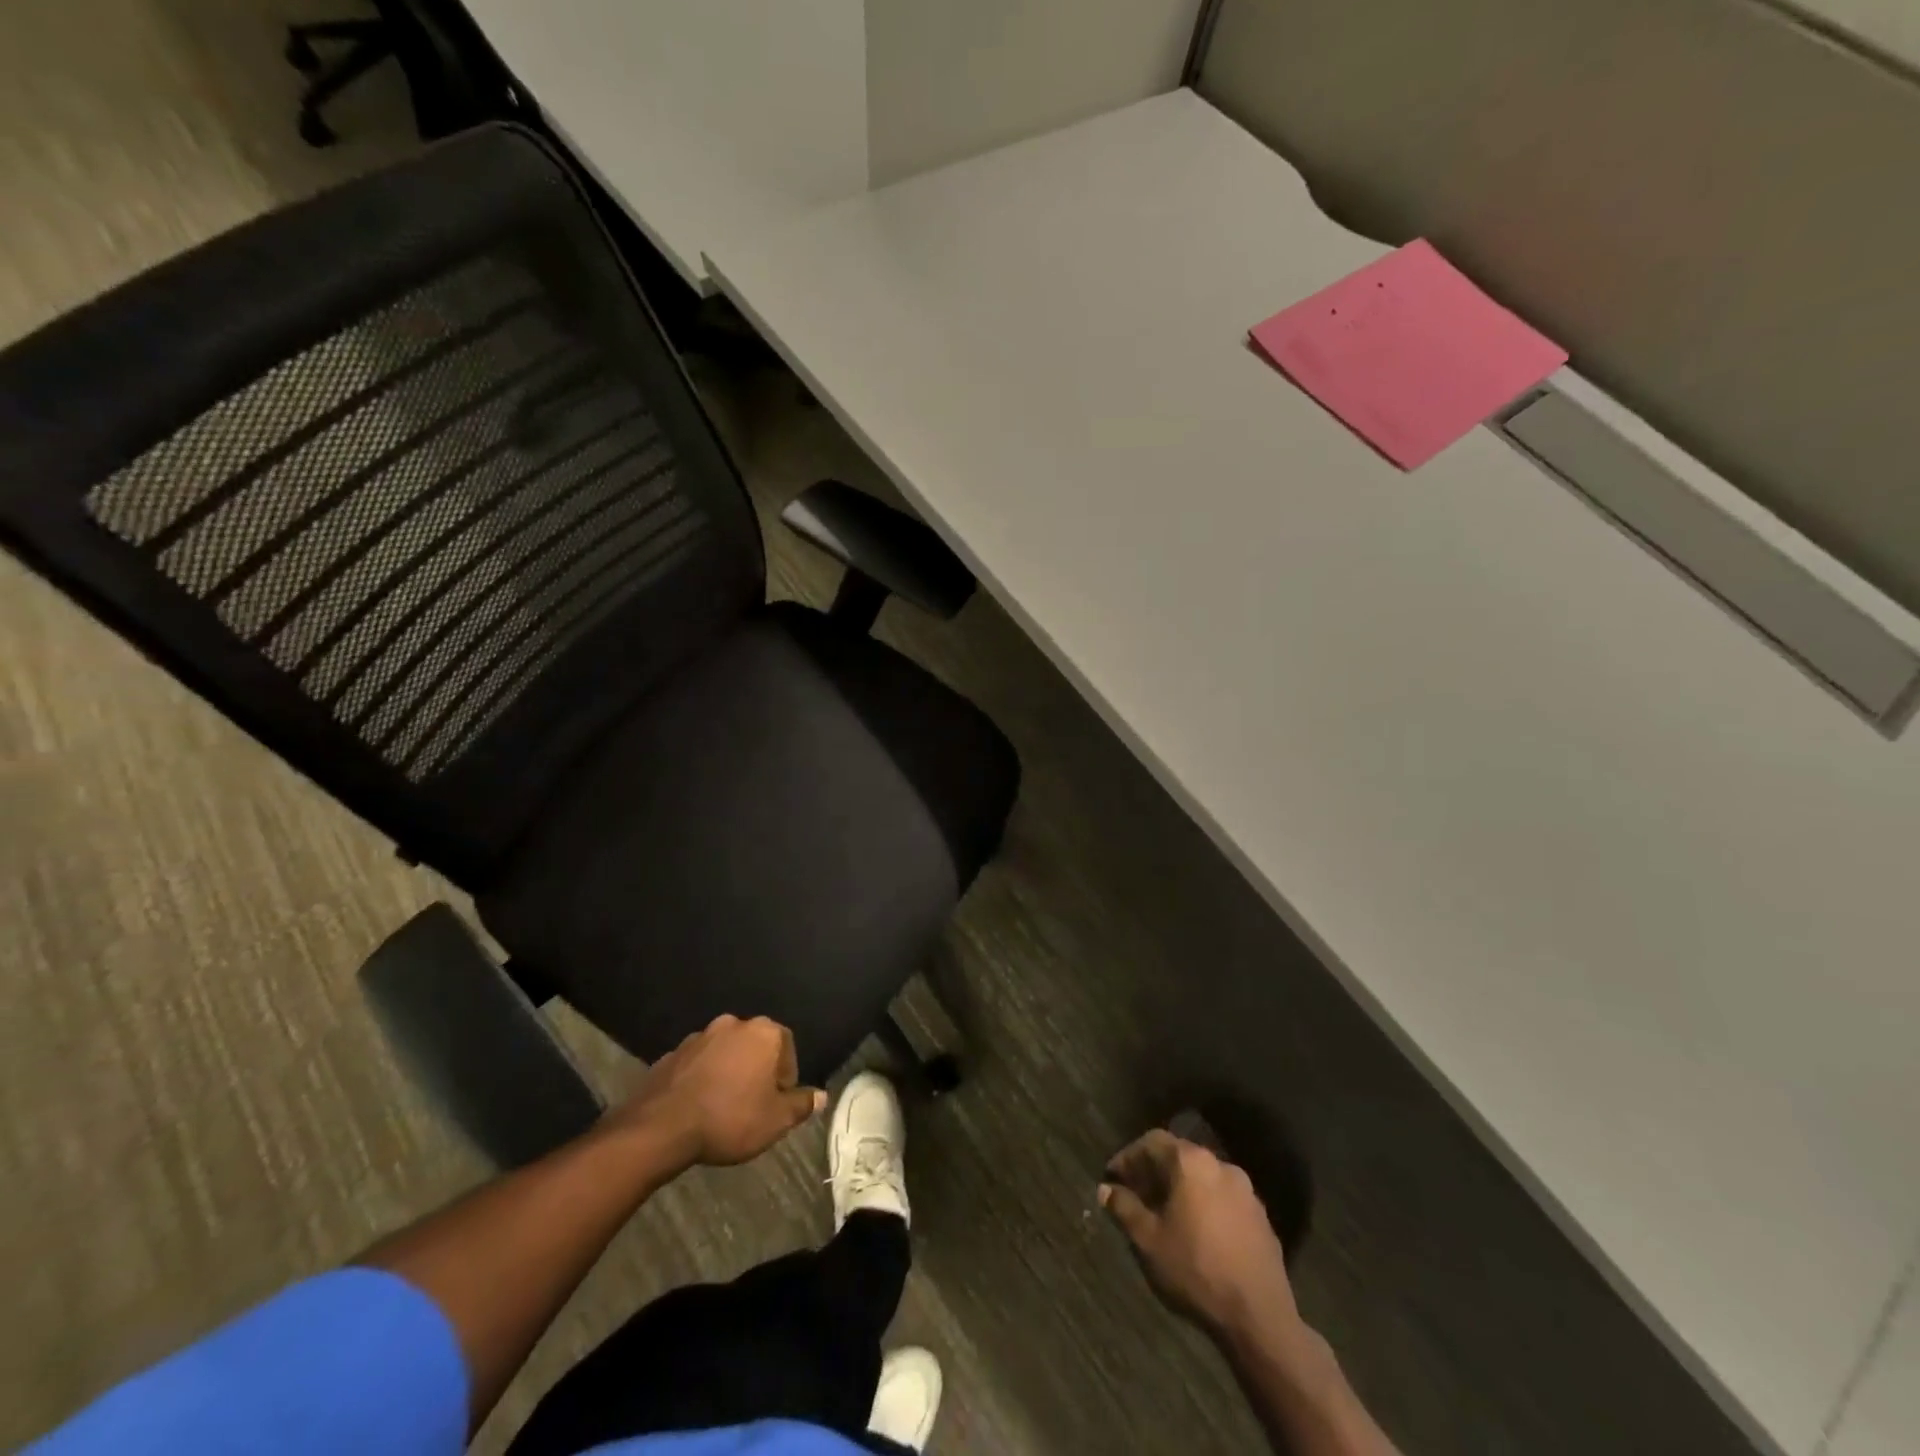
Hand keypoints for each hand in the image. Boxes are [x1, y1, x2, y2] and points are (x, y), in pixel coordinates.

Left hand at [614, 1014, 824, 1166]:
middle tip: (754, 1103)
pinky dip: (703, 1077)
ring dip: (729, 1072)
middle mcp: (734, 1024)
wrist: (661, 1127)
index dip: (786, 1076)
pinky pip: (698, 1063)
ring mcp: (700, 1036)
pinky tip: (699, 1105)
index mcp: (763, 1032)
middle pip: (756, 1045)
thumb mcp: (775, 1120)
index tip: (777, 1102)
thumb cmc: (730, 1118)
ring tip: (724, 1106)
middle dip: (757, 1070)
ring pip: (726, 1052)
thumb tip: (820, 1096)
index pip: (787, 1046)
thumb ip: (801, 1104)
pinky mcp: (673, 1053)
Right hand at [1101, 1130, 1299, 1339]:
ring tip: (1164, 1214)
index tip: (1113, 1178)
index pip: (1151, 1142)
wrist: (1260, 1318)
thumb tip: (1106, 1189)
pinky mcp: (1261, 1217)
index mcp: (1191, 1162)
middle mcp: (1220, 1165)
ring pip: (1202, 1177)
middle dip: (1153, 1172)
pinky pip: (1222, 1198)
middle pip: (1178, 1156)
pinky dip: (1203, 1204)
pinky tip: (1196, 1232)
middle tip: (1135, 1195)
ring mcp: (1246, 1191)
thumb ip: (1124, 1208)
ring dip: (1180, 1188)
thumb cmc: (1195, 1270)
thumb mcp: (1148, 1241)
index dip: (1128, 1157)